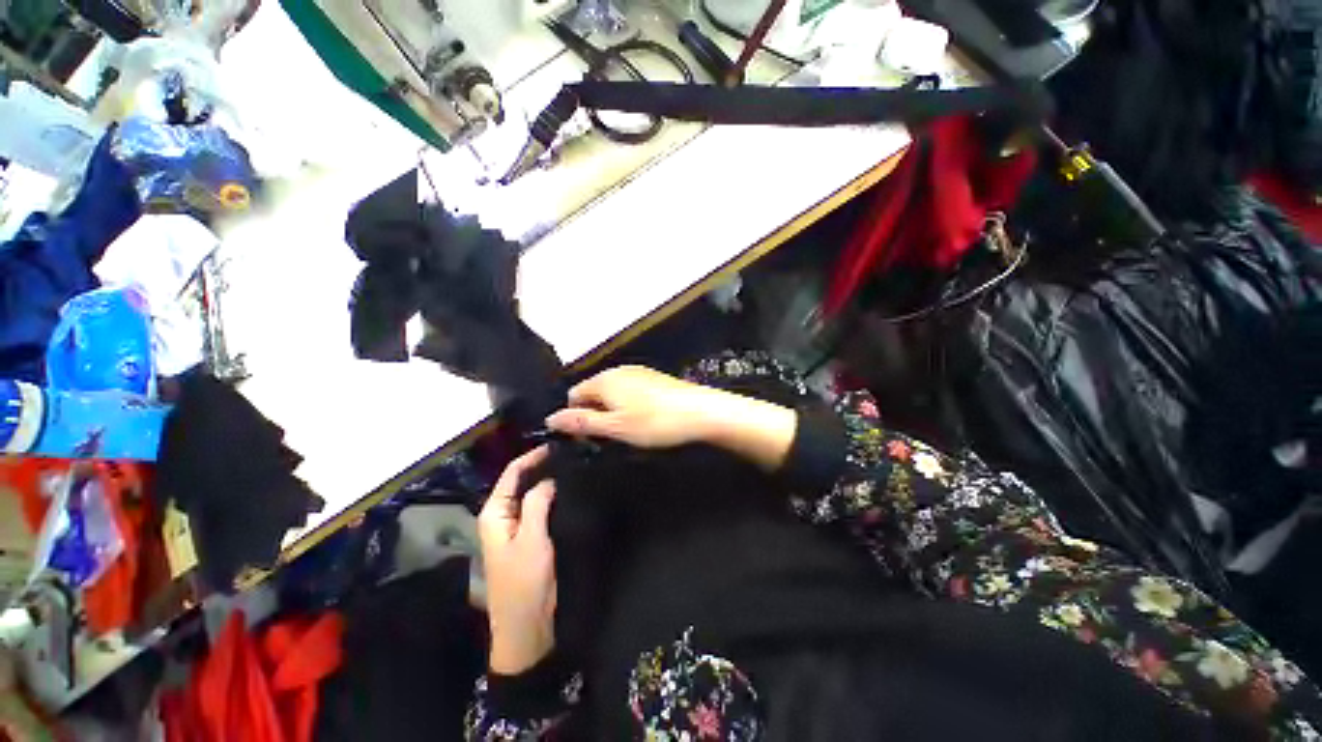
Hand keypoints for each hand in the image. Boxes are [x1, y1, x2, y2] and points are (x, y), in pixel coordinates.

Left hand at [479, 446, 557, 674]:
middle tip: (568, 452)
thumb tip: (549, 478)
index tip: (556, 444)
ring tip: (571, 464)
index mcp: (494, 512)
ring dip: (547, 479)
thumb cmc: (523, 581)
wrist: (526, 624)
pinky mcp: (529, 536)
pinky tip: (568, 489)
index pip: (512, 473)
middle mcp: (502, 515)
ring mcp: (516, 526)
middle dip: (541, 465)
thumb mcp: (531, 538)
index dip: (532, 456)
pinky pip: (539, 507)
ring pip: (532, 493)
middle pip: (520, 481)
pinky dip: (551, 496)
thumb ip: (537, 503)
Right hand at [545, 366, 723, 448]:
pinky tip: (645, 420)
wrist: (701, 411)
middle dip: (595, 415)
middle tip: (610, 438)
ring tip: (629, 432)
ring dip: (613, 412)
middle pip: (592, 393)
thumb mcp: (615, 427)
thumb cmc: (655, 422)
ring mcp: (638, 372)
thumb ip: (582, 422)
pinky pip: (630, 392)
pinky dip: (629, 406)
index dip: (575, 418)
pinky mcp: (654, 378)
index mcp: (604, 380)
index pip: (573, 395)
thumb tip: (551, 418)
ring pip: (612, 393)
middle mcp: (618, 370)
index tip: (588, 439)